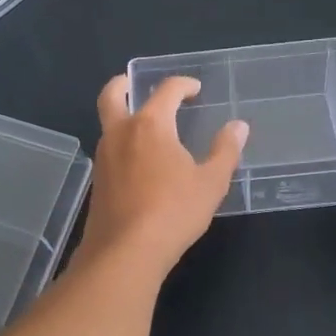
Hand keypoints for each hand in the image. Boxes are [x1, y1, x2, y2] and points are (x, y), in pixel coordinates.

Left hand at [79, 75, 248, 273]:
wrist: (125, 252)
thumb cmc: (173, 212)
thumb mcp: (211, 182)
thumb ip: (225, 150)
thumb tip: (238, 126)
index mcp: (150, 124)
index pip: (166, 90)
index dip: (182, 85)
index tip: (194, 89)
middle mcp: (121, 133)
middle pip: (112, 96)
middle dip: (123, 84)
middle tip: (134, 83)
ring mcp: (104, 157)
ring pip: (108, 123)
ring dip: (122, 116)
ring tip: (145, 126)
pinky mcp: (98, 181)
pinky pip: (108, 149)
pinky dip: (121, 142)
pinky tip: (138, 161)